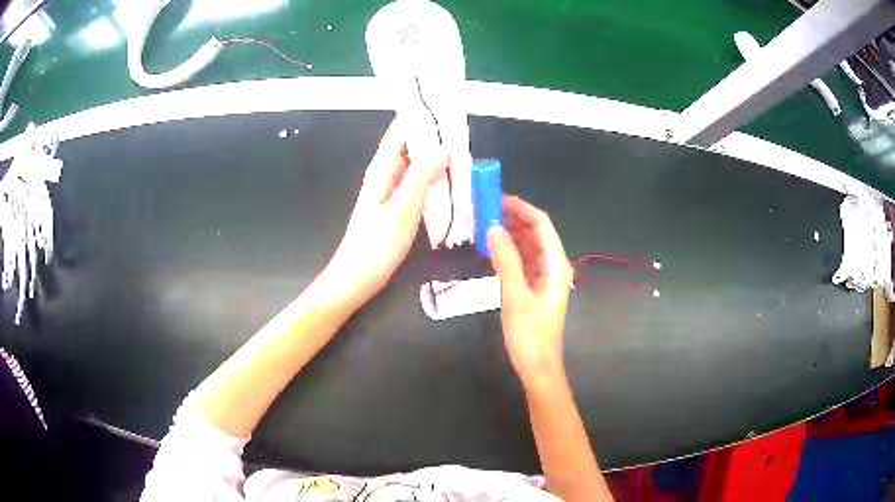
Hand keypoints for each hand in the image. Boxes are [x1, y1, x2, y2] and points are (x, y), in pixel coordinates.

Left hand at [322, 120, 448, 309]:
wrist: (356, 279)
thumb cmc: (376, 246)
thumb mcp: (402, 209)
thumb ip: (421, 177)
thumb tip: (442, 149)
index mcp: (381, 170)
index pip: (400, 133)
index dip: (419, 118)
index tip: (442, 106)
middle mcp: (384, 176)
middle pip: (409, 147)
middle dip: (432, 135)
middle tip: (460, 127)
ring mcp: (390, 192)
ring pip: (414, 165)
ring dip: (434, 156)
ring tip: (460, 148)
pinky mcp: (395, 207)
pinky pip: (416, 183)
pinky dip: (432, 177)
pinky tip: (447, 179)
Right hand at [487, 195, 573, 391]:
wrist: (537, 366)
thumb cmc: (530, 335)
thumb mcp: (515, 296)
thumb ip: (506, 261)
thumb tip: (493, 228)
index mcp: (556, 265)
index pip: (541, 225)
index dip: (522, 208)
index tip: (497, 198)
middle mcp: (553, 266)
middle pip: (535, 233)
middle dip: (513, 218)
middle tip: (485, 209)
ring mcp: (544, 276)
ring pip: (528, 246)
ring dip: (510, 233)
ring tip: (484, 223)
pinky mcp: (534, 286)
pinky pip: (522, 260)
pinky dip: (508, 251)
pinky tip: (491, 248)